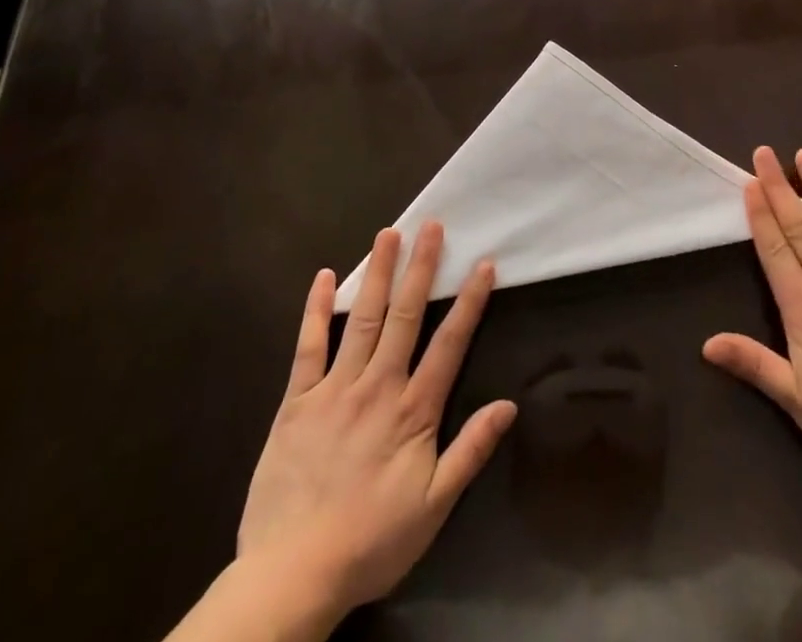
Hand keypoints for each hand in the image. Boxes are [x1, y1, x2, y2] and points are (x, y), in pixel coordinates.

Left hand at [233, 224, 516, 627]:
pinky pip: (308, 347)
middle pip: (405, 316)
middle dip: (421, 268)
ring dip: (379, 274)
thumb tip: (509, 404)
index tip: (483, 264)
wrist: (291, 576)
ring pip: (362, 319)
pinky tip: (326, 277)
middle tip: (431, 226)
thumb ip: (470, 451)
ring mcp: (335, 390)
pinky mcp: (297, 401)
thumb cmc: (370, 542)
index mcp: (413, 410)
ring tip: (389, 234)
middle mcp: (378, 386)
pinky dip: (316, 310)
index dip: (469, 302)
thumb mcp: (433, 507)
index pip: (449, 344)